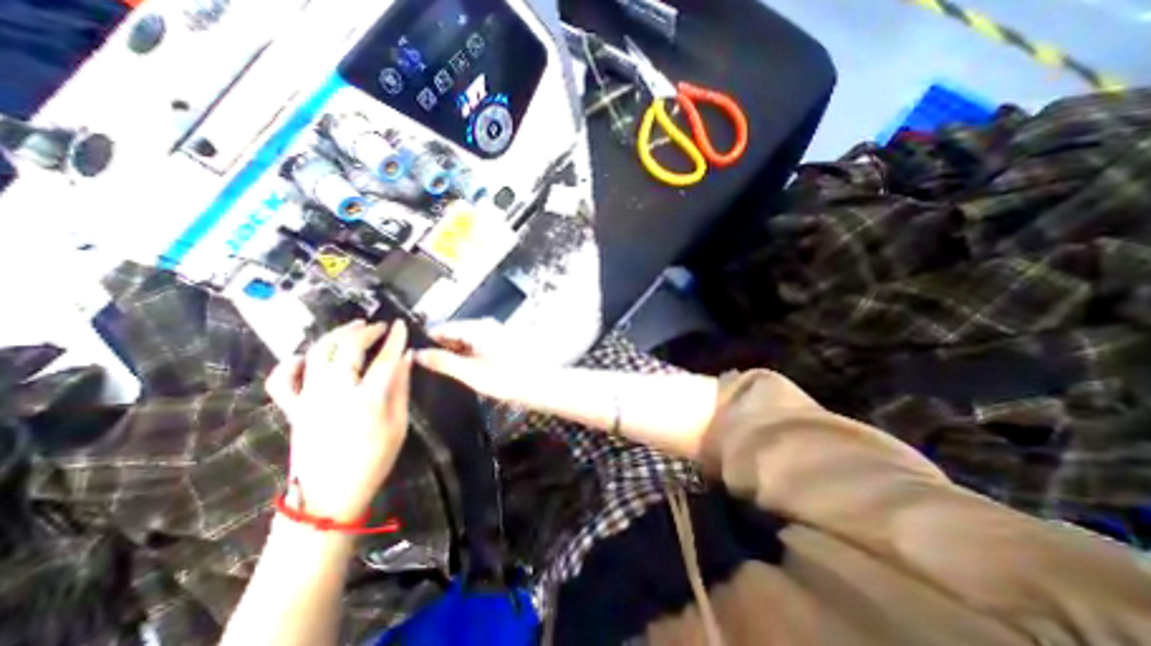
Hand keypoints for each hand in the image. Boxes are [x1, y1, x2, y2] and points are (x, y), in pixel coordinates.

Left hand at [264, 320, 414, 522]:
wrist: (329, 496)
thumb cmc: (374, 459)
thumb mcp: (399, 423)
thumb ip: (401, 387)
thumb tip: (405, 357)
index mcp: (367, 399)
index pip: (385, 358)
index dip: (395, 338)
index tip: (402, 325)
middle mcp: (336, 392)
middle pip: (347, 348)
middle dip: (365, 331)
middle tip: (379, 326)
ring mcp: (310, 399)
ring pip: (318, 354)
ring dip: (336, 335)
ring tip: (353, 327)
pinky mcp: (294, 409)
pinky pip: (283, 380)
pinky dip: (293, 362)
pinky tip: (308, 355)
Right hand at [416, 317, 531, 404]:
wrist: (542, 385)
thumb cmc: (507, 380)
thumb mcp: (471, 374)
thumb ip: (443, 362)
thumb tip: (417, 354)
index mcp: (477, 328)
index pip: (442, 328)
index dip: (426, 342)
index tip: (413, 357)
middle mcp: (486, 325)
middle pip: (454, 332)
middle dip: (440, 348)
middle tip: (426, 369)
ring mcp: (496, 332)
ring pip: (466, 339)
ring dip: (455, 353)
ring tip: (443, 372)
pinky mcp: (502, 341)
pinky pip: (478, 343)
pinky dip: (468, 354)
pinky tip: (465, 369)